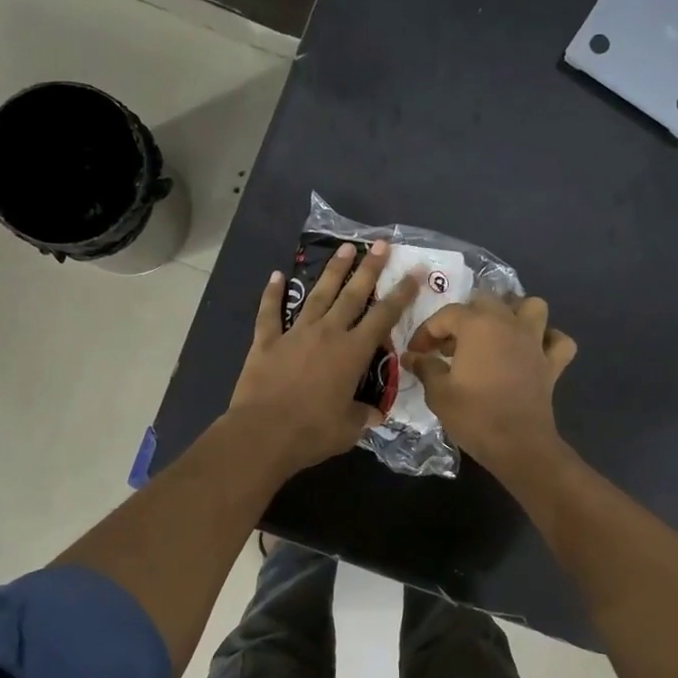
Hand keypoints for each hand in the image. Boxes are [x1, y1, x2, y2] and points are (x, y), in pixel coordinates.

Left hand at [227, 240, 417, 477]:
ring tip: (345, 249)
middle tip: (381, 244)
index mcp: (353, 353)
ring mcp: (295, 334)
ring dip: (332, 271)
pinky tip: (275, 276)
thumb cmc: (312, 432)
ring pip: (318, 295)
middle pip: (353, 295)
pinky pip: (269, 312)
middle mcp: (328, 334)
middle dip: (369, 268)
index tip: (414, 273)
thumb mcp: (349, 428)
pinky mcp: (266, 341)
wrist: (263, 433)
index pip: (384, 317)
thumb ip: (363, 415)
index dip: (402, 294)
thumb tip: (374, 413)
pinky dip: (271, 294)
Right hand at [403, 294, 576, 471]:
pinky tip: (534, 351)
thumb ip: (425, 367)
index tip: (416, 352)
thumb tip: (412, 356)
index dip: (427, 331)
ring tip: (496, 332)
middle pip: (486, 301)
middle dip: (464, 318)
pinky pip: (558, 341)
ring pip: (532, 307)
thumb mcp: (438, 393)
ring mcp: (535, 341)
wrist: (517, 445)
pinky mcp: (552, 363)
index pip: (446, 315)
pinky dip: (548, 340)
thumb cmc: (474, 416)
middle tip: (450, 345)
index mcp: (478, 325)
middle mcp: (509, 323)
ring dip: (514, 313)